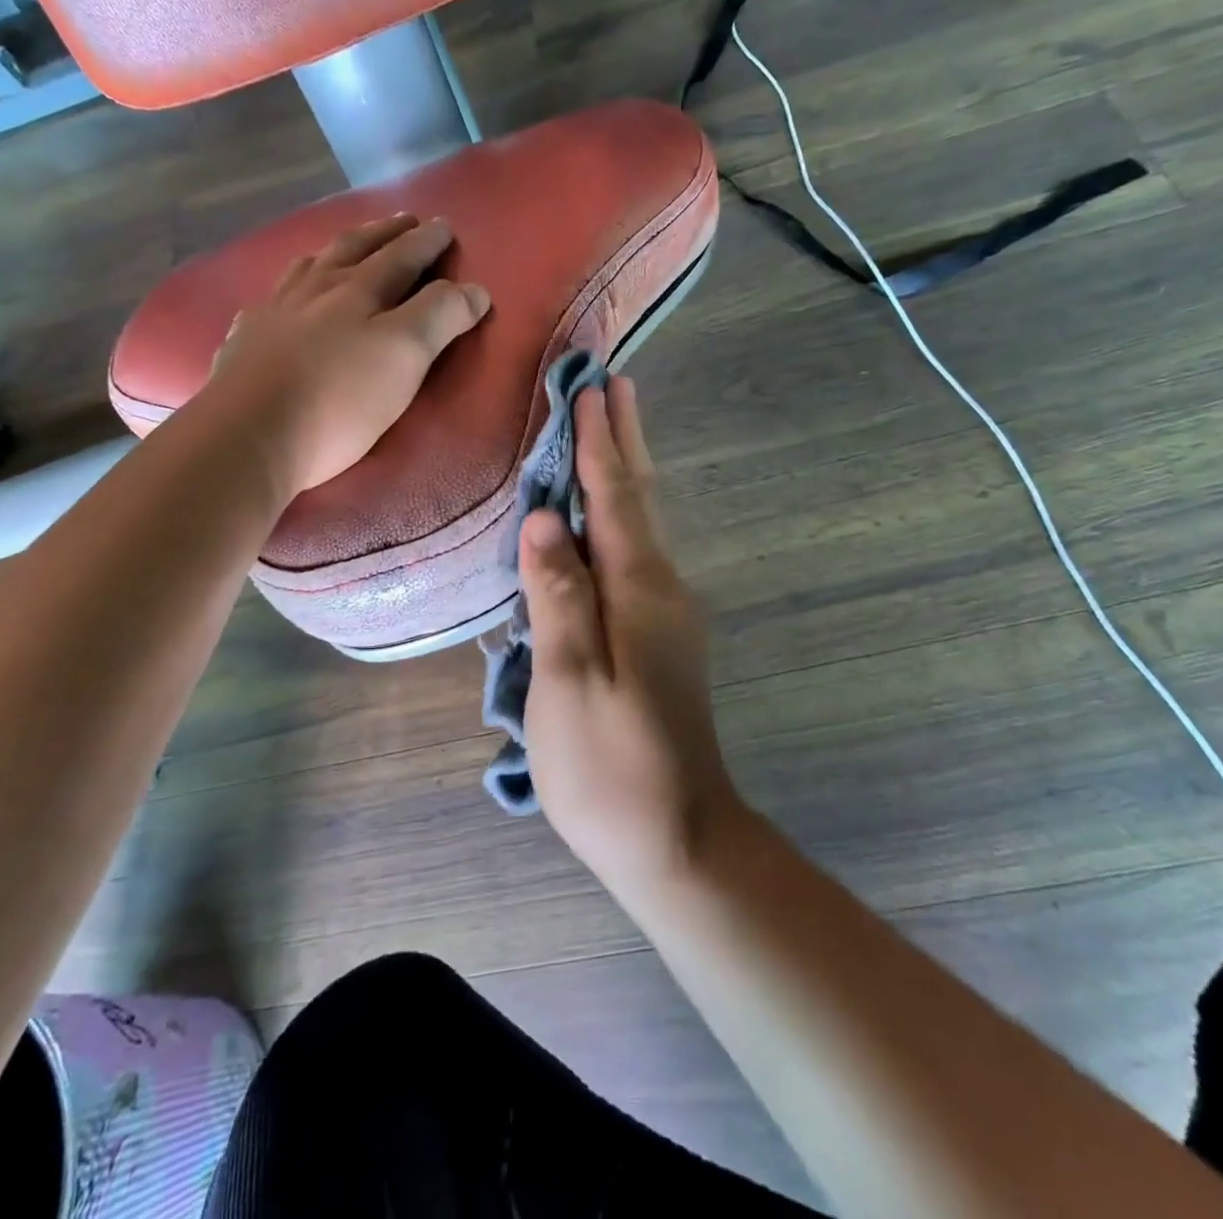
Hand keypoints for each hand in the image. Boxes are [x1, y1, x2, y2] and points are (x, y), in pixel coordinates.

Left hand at [210, 214, 489, 495]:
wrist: (250, 434)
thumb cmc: (340, 400)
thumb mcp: (405, 356)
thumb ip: (441, 316)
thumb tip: (475, 289)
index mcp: (360, 290)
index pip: (402, 256)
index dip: (426, 242)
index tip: (443, 226)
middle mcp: (315, 290)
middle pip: (354, 250)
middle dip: (383, 234)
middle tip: (403, 221)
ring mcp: (274, 312)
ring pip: (308, 267)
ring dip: (334, 252)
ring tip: (344, 248)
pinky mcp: (245, 342)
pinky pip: (270, 301)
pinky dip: (286, 291)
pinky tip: (281, 300)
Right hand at [520, 377, 747, 890]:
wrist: (676, 837)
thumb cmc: (610, 765)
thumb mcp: (570, 680)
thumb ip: (558, 595)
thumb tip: (545, 519)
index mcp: (639, 591)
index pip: (615, 497)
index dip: (599, 443)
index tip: (592, 388)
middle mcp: (662, 590)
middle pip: (640, 500)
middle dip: (625, 440)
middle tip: (615, 385)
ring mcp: (666, 615)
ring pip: (642, 525)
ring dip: (626, 472)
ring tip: (612, 430)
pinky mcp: (660, 638)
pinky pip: (635, 555)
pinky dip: (621, 516)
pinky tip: (607, 517)